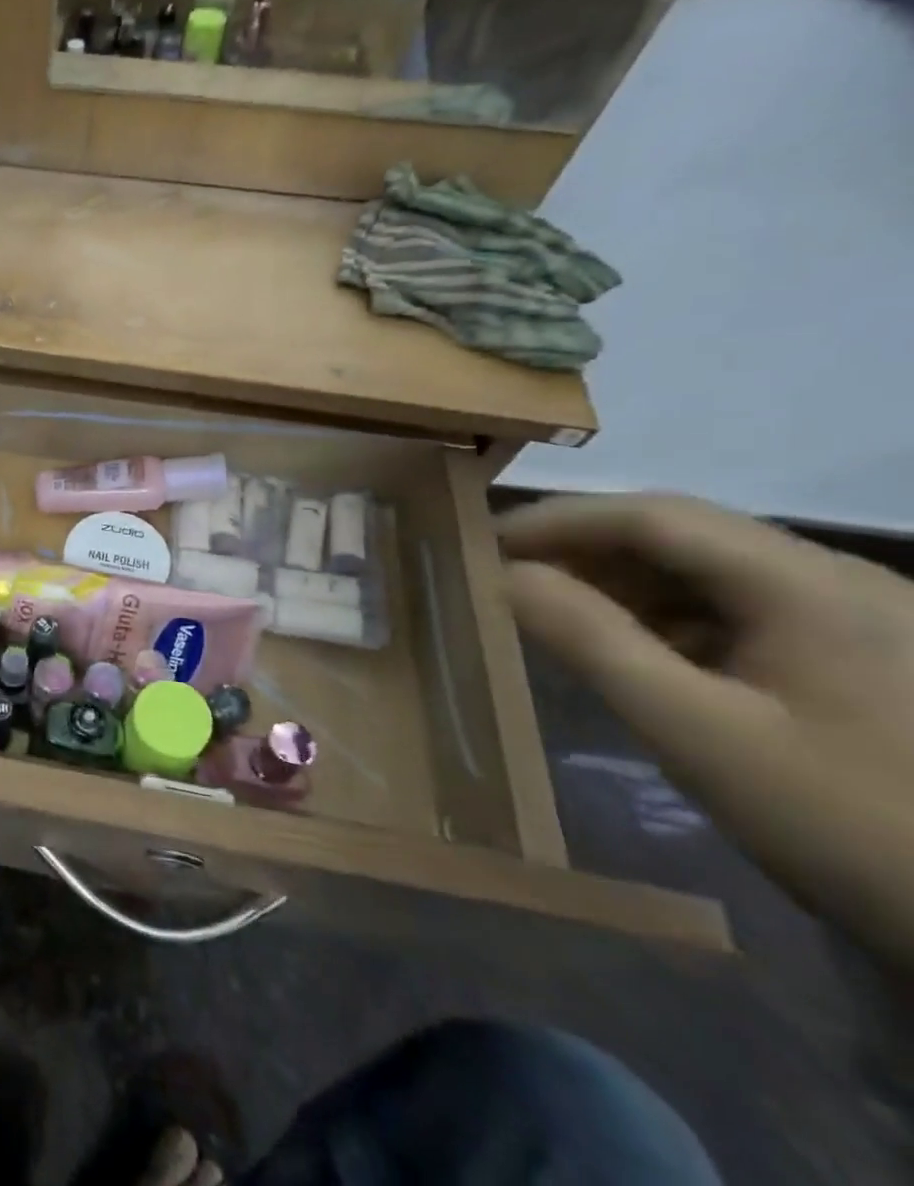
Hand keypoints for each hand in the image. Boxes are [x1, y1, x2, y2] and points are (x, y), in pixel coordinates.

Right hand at [501, 496, 913, 969]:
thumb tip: (504, 576)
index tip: (478, 542)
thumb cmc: (848, 820)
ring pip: (704, 571)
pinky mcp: (857, 656)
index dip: (555, 520)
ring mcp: (853, 616)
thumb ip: (591, 641)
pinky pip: (734, 610)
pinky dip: (663, 617)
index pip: (652, 515)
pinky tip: (630, 650)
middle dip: (580, 548)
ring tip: (549, 610)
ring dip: (618, 582)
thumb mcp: (697, 731)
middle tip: (502, 576)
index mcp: (805, 582)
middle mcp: (833, 579)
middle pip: (680, 535)